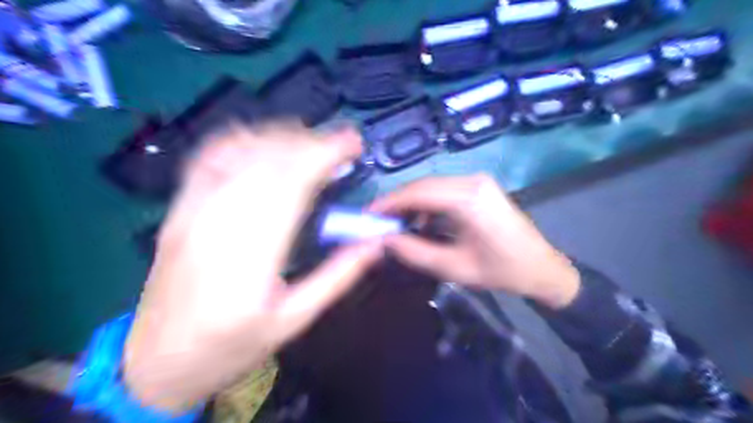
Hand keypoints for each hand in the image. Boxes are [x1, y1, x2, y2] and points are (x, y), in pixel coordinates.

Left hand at [124, 122, 384, 413]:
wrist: (155, 364)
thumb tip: (375, 242)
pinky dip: (240, 140)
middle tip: (342, 144)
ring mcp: (191, 213)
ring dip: (282, 137)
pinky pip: (207, 159)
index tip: (353, 146)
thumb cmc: (231, 347)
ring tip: (312, 141)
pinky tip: (264, 140)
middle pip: (268, 161)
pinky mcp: (177, 210)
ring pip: (240, 154)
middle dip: (312, 142)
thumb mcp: (294, 321)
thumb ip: (338, 277)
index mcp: (251, 258)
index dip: (325, 156)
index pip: (291, 185)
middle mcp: (217, 225)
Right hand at [370, 174, 581, 310]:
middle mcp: (473, 181)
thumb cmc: (500, 271)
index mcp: (469, 198)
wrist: (541, 268)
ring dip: (412, 202)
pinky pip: (445, 190)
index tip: (368, 214)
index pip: (418, 192)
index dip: (389, 202)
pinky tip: (420, 220)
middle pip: (423, 185)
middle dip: (398, 201)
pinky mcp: (480, 187)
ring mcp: (478, 181)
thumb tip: (384, 240)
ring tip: (395, 223)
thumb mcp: (453, 267)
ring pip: (432, 186)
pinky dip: (428, 203)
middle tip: (378, 220)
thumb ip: (414, 252)